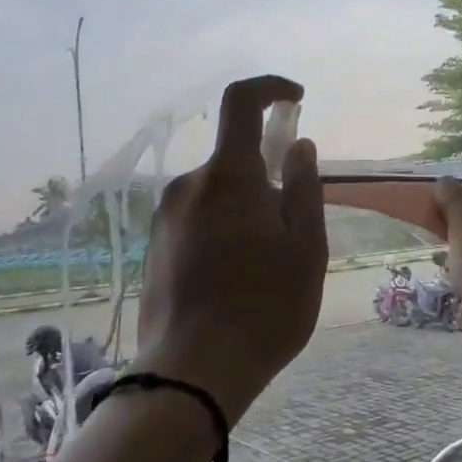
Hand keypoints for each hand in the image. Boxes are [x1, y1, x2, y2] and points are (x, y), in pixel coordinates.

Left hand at [135, 76, 326, 424]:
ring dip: (246, 209)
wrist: (191, 373)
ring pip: (218, 193)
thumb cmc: (263, 308)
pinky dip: (224, 229)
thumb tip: (298, 145)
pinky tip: (236, 279)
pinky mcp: (156, 246)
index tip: (296, 101)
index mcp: (227, 176)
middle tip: (292, 231)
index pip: (240, 102)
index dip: (270, 89)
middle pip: (234, 159)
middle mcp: (188, 185)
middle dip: (268, 178)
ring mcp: (165, 217)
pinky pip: (199, 218)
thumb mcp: (306, 247)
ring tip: (266, 266)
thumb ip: (304, 188)